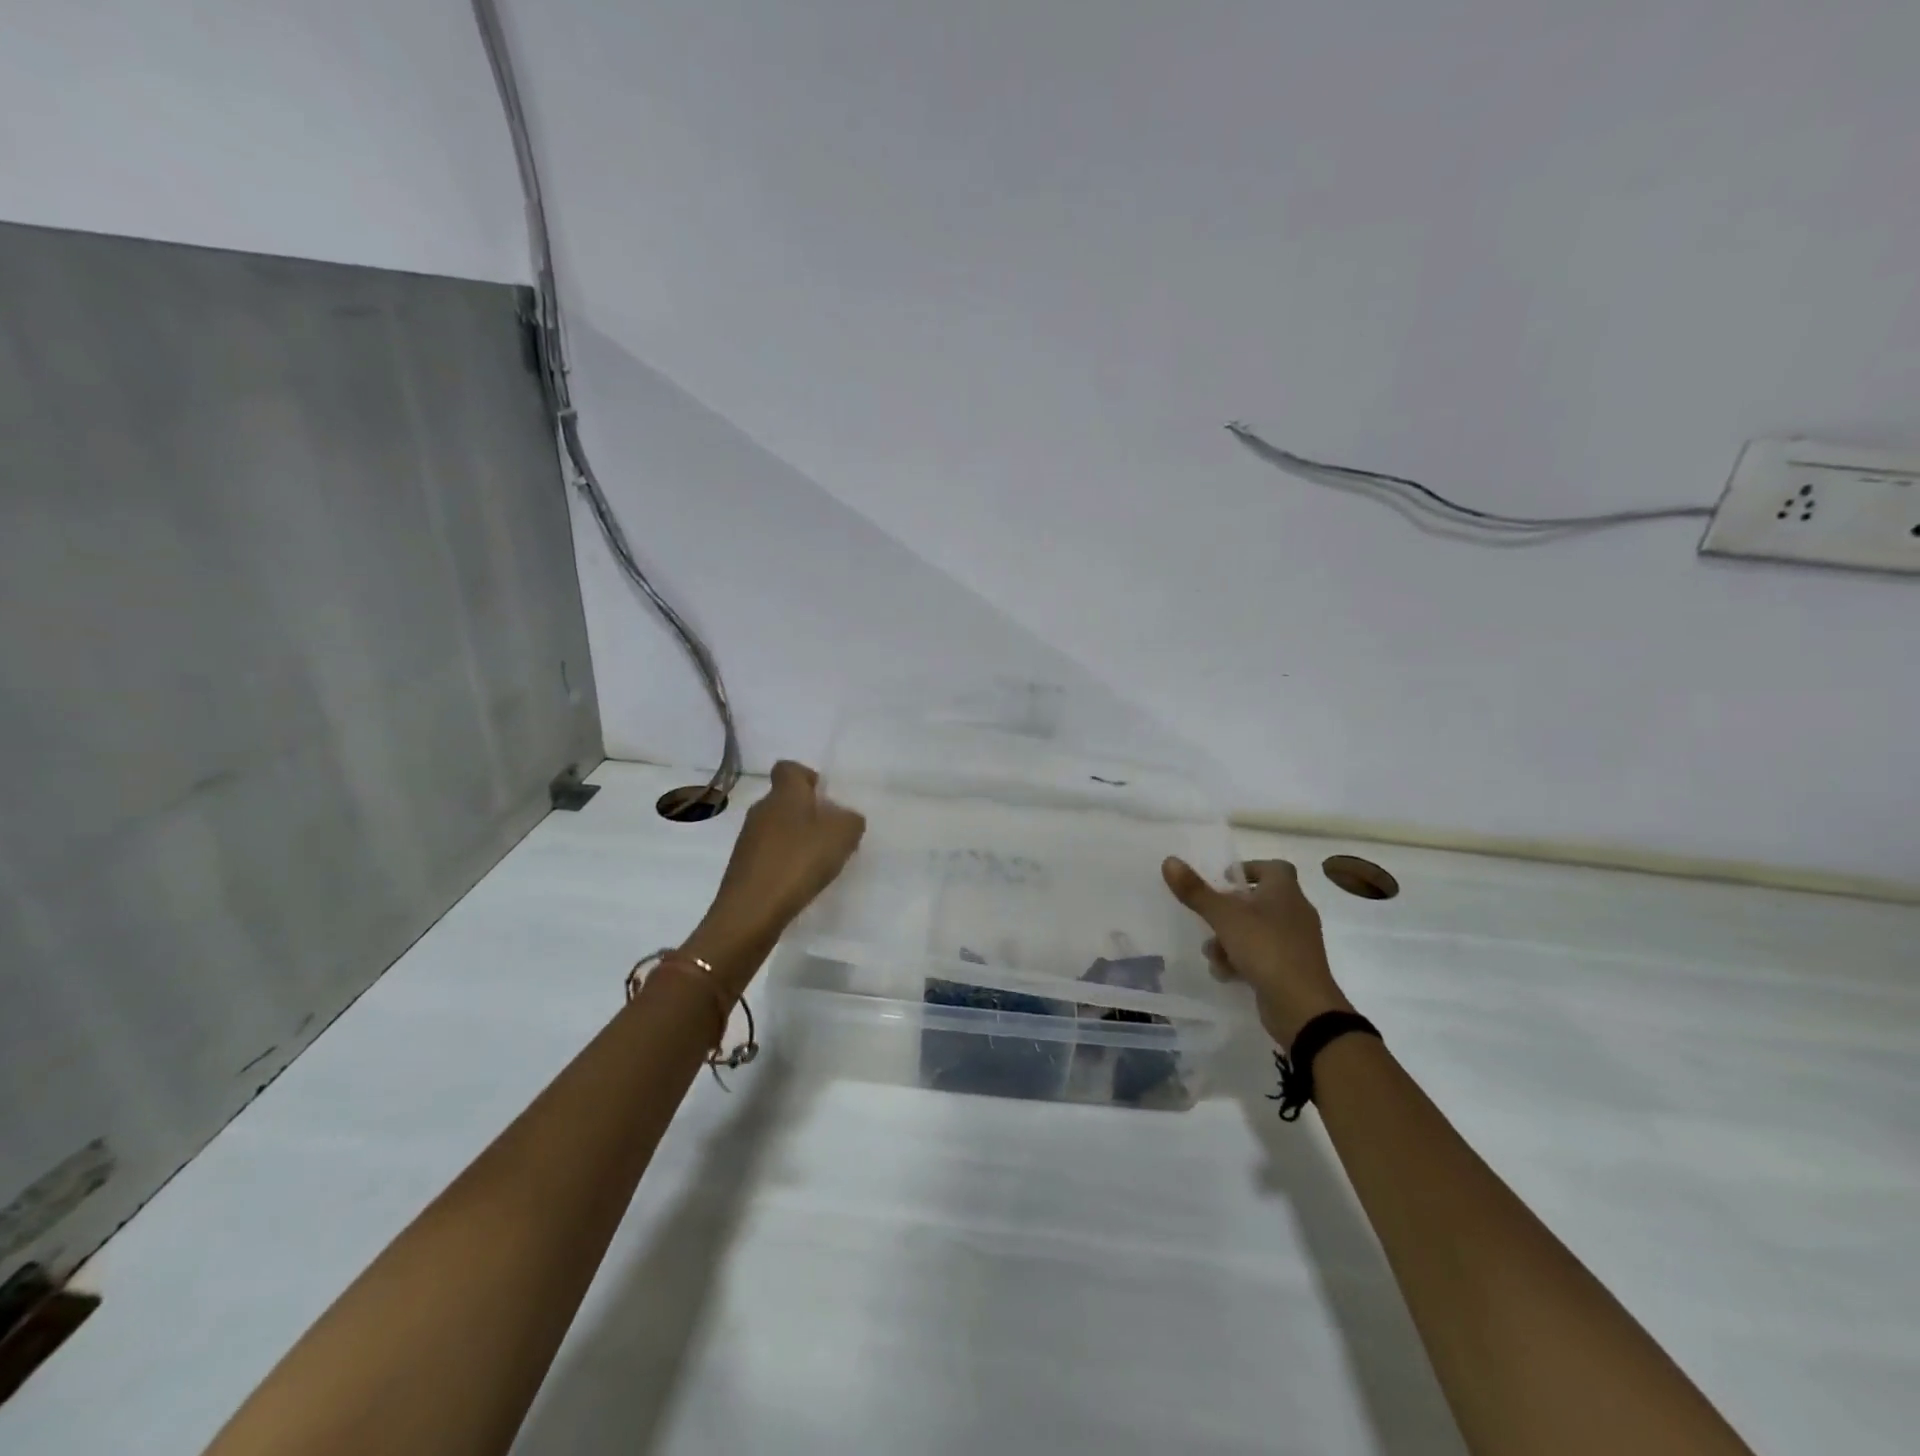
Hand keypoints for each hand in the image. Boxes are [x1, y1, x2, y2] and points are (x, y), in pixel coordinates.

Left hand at [689, 762, 865, 974]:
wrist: (751, 911)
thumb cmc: (799, 861)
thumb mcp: (843, 835)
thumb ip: (851, 820)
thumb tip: (845, 818)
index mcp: (784, 794)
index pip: (788, 768)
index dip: (807, 777)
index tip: (824, 797)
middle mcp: (761, 810)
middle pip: (784, 800)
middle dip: (807, 813)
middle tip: (831, 834)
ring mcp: (748, 839)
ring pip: (777, 828)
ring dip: (796, 839)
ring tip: (819, 862)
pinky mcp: (743, 866)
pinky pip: (769, 854)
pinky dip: (785, 862)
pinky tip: (799, 881)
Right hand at [1162, 857, 1352, 1044]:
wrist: (1302, 1006)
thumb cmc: (1265, 948)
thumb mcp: (1224, 916)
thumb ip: (1196, 890)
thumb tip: (1169, 861)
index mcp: (1285, 892)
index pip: (1273, 867)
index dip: (1249, 869)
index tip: (1224, 879)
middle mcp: (1294, 913)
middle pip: (1259, 901)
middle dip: (1228, 910)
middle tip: (1209, 917)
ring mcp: (1295, 943)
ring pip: (1256, 930)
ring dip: (1230, 939)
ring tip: (1212, 953)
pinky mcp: (1292, 968)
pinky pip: (1262, 955)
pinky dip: (1242, 960)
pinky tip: (1225, 974)